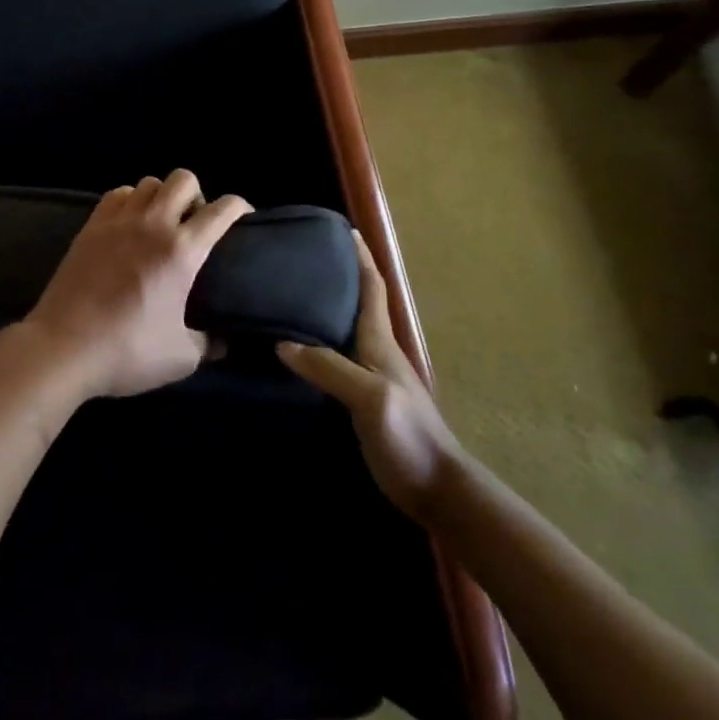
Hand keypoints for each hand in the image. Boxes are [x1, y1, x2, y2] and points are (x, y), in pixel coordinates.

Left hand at [22, 169, 251, 399]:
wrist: (63, 348)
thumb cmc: (127, 352)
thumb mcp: (182, 358)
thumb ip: (208, 343)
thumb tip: (222, 339)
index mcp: (181, 251)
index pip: (221, 210)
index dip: (239, 207)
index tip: (244, 218)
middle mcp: (152, 225)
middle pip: (183, 180)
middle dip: (198, 194)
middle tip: (196, 223)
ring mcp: (117, 221)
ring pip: (148, 182)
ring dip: (162, 196)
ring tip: (161, 222)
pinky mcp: (90, 227)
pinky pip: (117, 194)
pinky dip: (130, 200)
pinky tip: (129, 224)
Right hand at [277, 230, 463, 518]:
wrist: (436, 490)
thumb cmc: (408, 435)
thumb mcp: (370, 397)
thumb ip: (329, 367)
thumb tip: (282, 343)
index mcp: (380, 342)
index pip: (372, 288)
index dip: (361, 257)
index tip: (345, 230)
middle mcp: (376, 352)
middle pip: (357, 304)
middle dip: (338, 276)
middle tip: (302, 259)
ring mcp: (372, 378)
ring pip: (344, 331)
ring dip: (326, 308)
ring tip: (291, 295)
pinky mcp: (362, 401)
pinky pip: (335, 359)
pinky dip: (318, 343)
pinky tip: (296, 349)